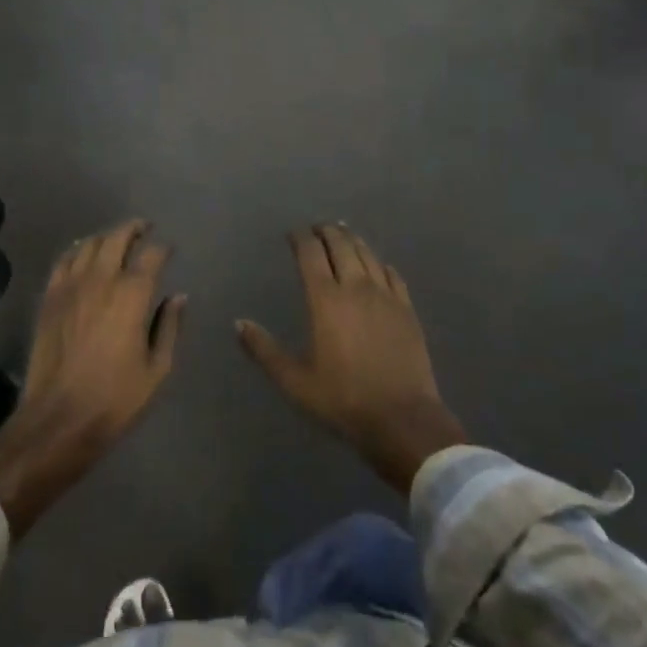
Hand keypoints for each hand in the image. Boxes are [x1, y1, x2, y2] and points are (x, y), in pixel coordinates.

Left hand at [0, 220, 183, 536]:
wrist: (58, 420)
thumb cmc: (115, 399)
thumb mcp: (157, 370)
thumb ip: (170, 327)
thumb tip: (178, 297)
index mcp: (132, 295)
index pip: (152, 255)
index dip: (163, 248)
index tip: (169, 250)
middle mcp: (101, 280)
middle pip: (117, 238)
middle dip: (134, 229)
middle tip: (145, 229)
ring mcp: (70, 286)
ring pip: (89, 244)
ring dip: (107, 236)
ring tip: (117, 239)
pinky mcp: (49, 298)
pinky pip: (63, 261)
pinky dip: (77, 250)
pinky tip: (83, 254)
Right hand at [237, 225, 465, 493]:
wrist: (402, 418)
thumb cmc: (342, 399)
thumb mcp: (294, 381)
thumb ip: (264, 350)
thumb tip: (239, 323)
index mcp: (325, 299)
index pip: (310, 253)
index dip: (300, 238)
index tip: (293, 233)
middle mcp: (355, 287)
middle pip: (341, 245)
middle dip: (327, 232)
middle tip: (317, 228)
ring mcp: (385, 295)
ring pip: (367, 254)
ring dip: (352, 240)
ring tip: (344, 234)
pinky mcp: (407, 309)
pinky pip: (392, 274)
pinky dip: (379, 263)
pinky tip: (378, 265)